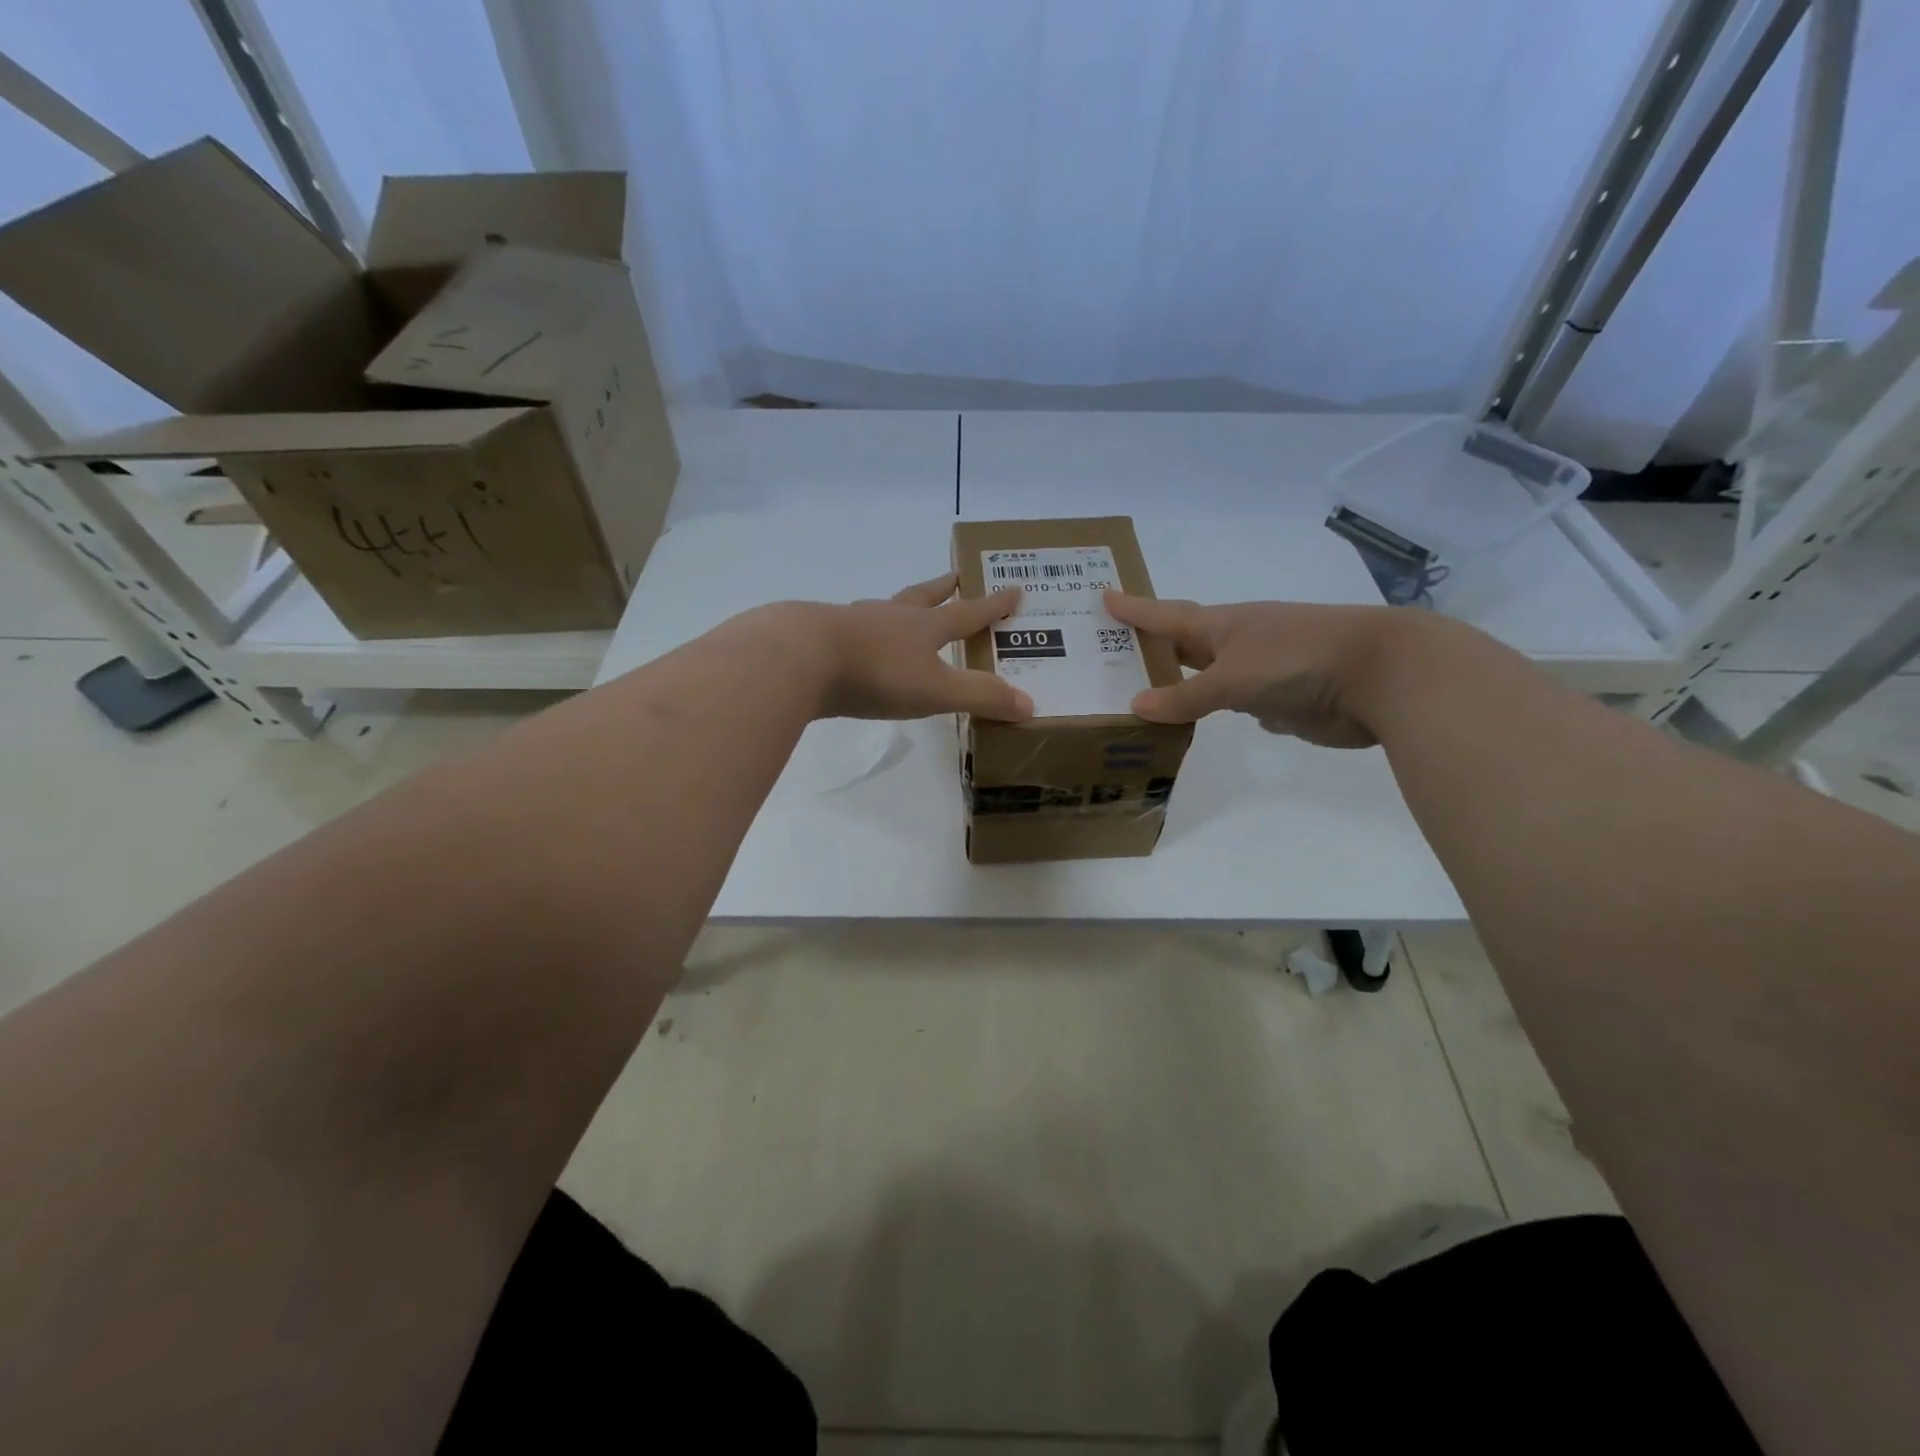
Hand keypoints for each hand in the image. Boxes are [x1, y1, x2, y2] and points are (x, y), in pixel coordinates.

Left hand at [813, 573, 1032, 721]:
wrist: (801, 657)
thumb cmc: (878, 672)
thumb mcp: (937, 690)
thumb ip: (981, 697)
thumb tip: (1030, 704)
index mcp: (925, 626)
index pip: (968, 613)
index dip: (993, 605)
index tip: (1015, 588)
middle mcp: (892, 616)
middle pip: (924, 596)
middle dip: (944, 588)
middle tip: (957, 576)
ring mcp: (855, 623)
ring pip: (886, 609)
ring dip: (901, 607)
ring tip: (904, 609)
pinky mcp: (824, 638)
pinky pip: (853, 629)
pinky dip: (865, 631)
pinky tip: (857, 640)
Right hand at [1103, 591, 1396, 747]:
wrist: (1381, 676)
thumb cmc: (1298, 660)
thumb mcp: (1233, 677)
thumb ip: (1185, 695)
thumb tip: (1136, 705)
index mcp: (1222, 625)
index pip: (1166, 615)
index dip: (1135, 609)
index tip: (1103, 597)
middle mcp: (1236, 645)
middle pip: (1182, 645)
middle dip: (1149, 649)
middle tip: (1106, 653)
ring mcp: (1259, 673)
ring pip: (1206, 680)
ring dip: (1177, 686)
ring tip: (1137, 695)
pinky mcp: (1279, 701)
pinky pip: (1232, 705)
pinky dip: (1211, 712)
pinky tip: (1192, 723)